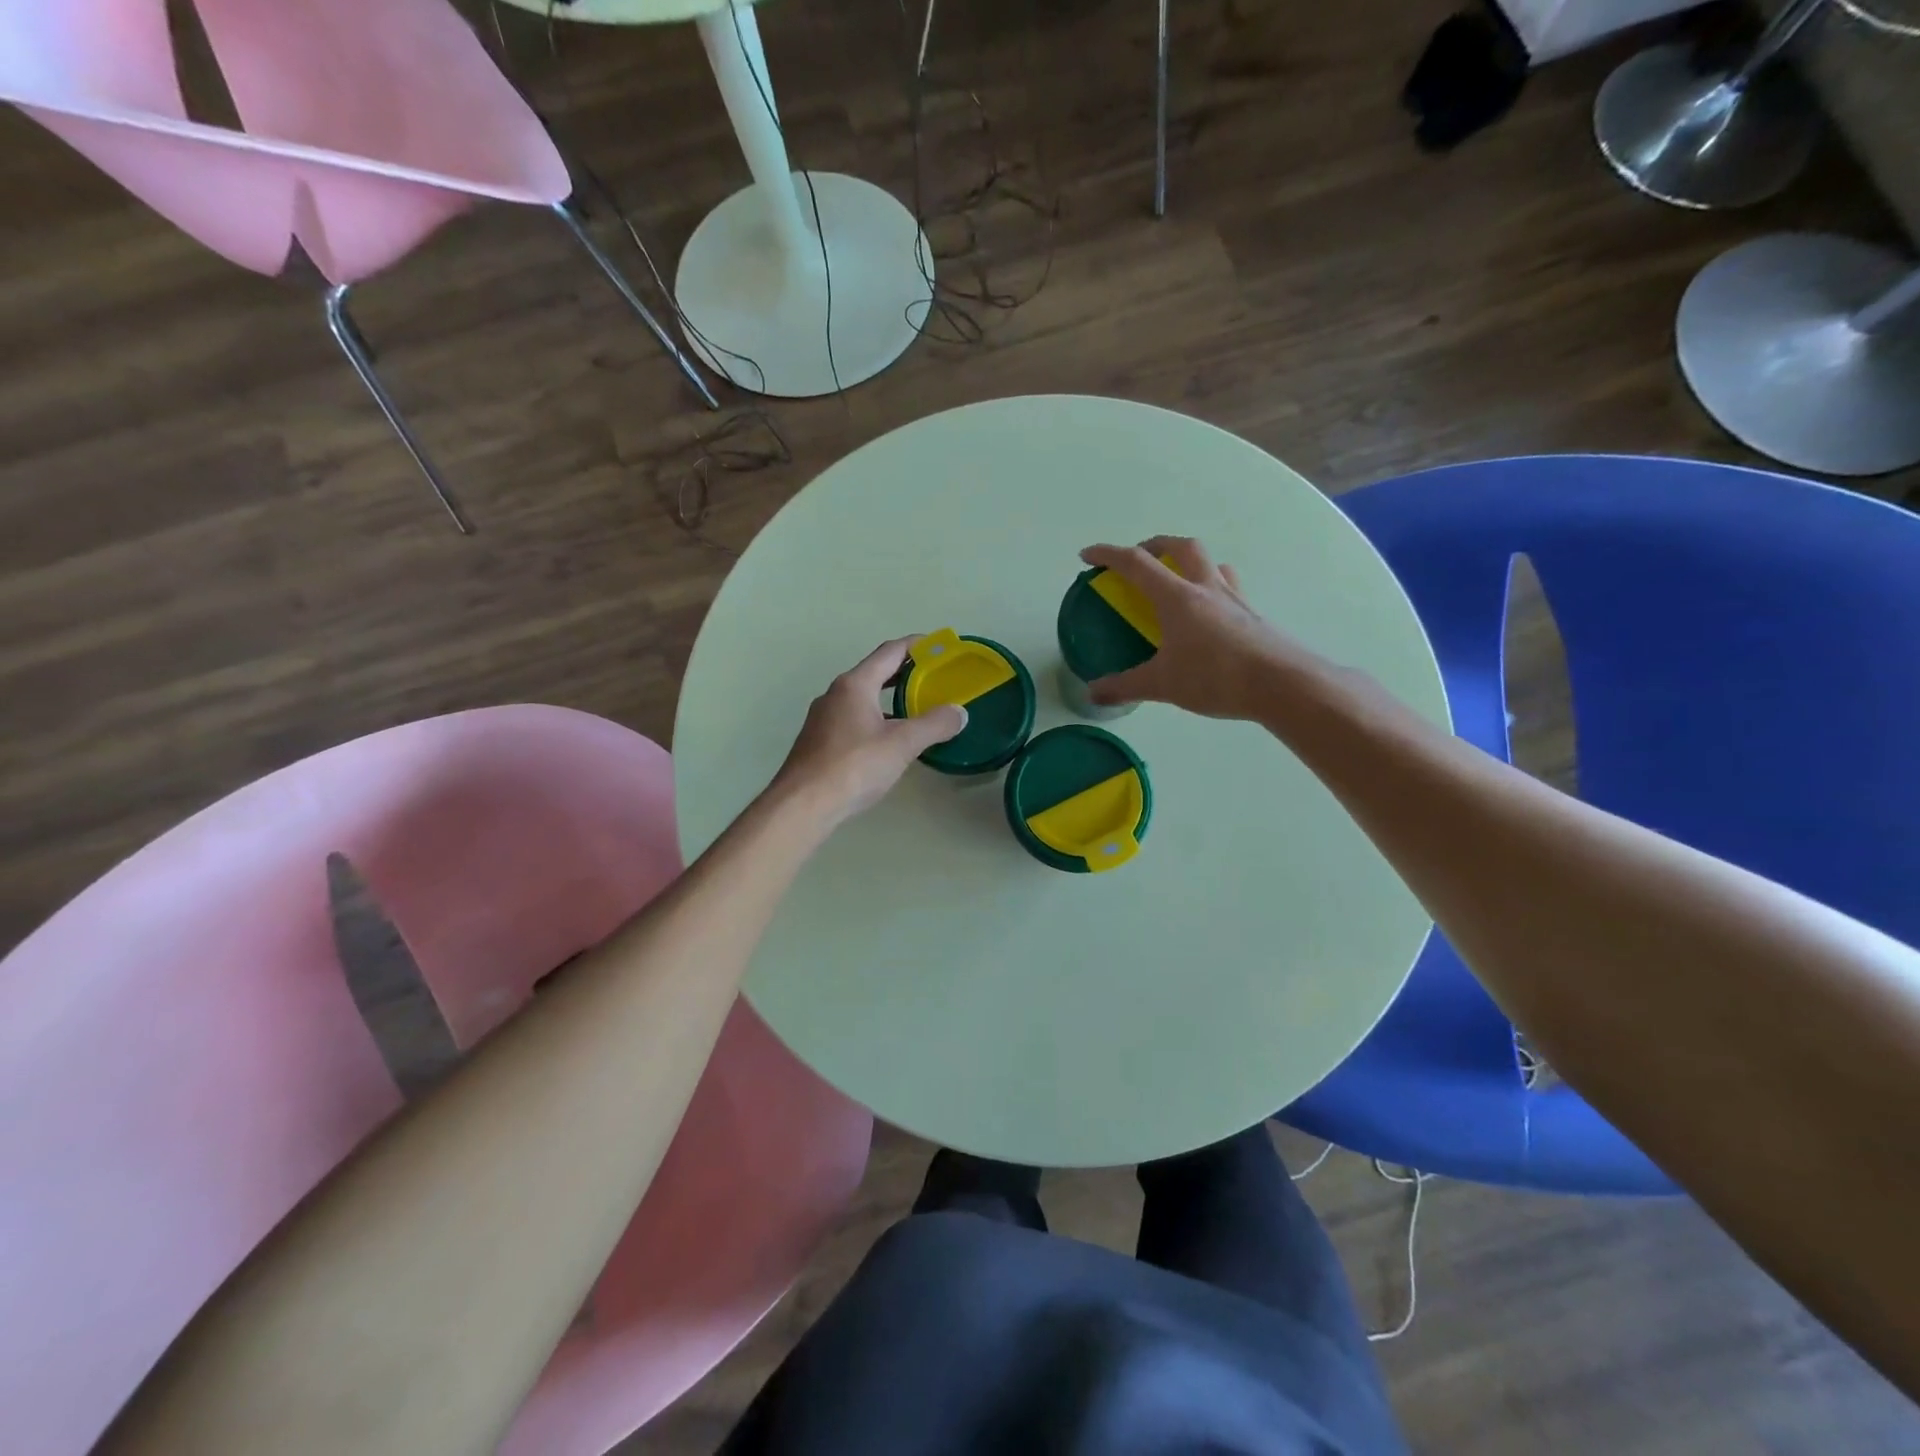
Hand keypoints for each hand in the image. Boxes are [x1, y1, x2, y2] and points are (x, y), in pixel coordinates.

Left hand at [773, 637, 967, 825]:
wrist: (803, 805)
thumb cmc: (854, 766)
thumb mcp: (902, 744)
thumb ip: (934, 724)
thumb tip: (959, 712)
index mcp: (855, 684)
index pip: (890, 651)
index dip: (918, 646)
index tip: (941, 648)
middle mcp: (835, 693)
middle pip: (876, 672)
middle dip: (906, 673)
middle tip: (935, 679)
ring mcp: (824, 718)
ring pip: (864, 698)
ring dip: (890, 698)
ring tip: (917, 709)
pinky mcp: (820, 741)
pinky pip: (854, 718)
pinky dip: (877, 718)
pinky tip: (890, 740)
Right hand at [1079, 537, 1311, 719]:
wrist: (1281, 684)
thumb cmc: (1215, 676)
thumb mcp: (1162, 684)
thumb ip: (1124, 686)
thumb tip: (1092, 693)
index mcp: (1177, 597)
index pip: (1136, 563)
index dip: (1109, 555)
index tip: (1088, 556)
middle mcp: (1206, 588)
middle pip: (1181, 547)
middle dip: (1155, 545)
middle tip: (1140, 559)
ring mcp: (1234, 600)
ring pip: (1211, 563)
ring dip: (1190, 563)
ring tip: (1178, 582)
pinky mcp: (1253, 617)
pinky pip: (1228, 589)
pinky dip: (1212, 590)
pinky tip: (1209, 615)